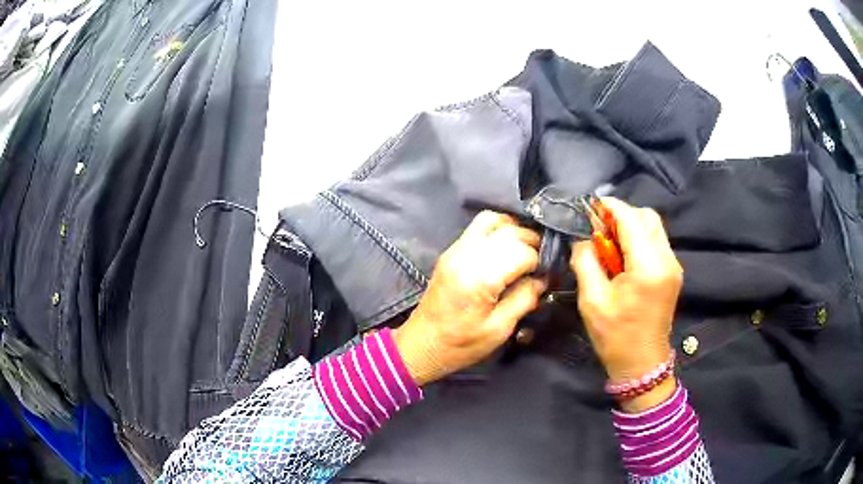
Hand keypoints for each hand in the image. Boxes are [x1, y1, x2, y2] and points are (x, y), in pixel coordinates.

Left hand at [393, 211, 546, 385]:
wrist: (421, 344)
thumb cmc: (460, 344)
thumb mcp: (499, 329)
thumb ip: (524, 298)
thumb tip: (543, 278)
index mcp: (478, 277)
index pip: (522, 252)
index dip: (540, 262)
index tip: (547, 276)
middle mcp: (466, 255)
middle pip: (510, 230)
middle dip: (532, 242)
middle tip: (542, 263)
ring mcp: (456, 249)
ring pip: (492, 219)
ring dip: (515, 231)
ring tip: (526, 251)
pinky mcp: (451, 251)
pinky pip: (479, 227)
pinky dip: (498, 230)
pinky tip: (507, 249)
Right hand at [570, 198, 682, 411]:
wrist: (642, 363)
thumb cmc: (615, 336)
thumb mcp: (592, 300)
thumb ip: (585, 260)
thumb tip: (583, 237)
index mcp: (648, 267)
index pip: (630, 218)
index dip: (608, 207)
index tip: (587, 208)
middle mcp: (666, 259)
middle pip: (646, 216)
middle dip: (620, 215)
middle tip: (597, 229)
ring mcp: (673, 264)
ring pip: (653, 226)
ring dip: (630, 226)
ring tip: (608, 243)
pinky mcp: (672, 271)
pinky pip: (656, 241)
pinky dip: (638, 238)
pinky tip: (622, 255)